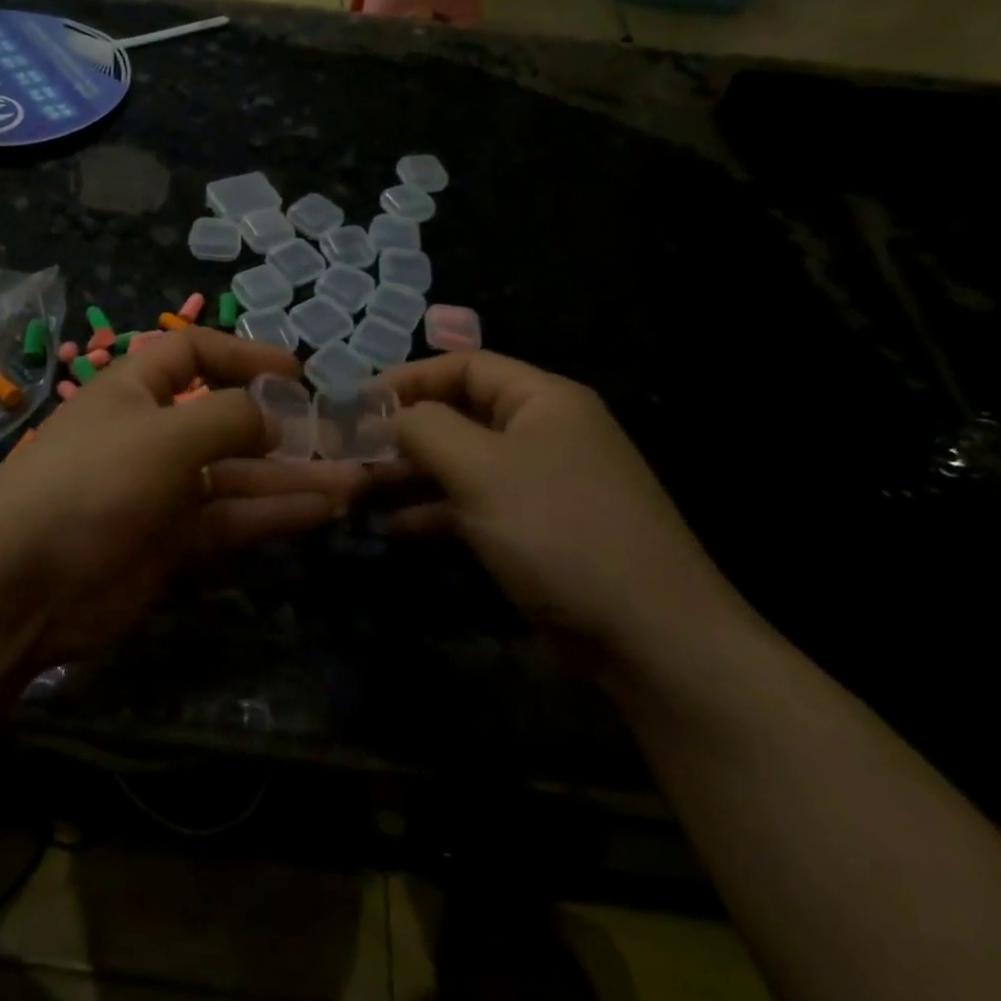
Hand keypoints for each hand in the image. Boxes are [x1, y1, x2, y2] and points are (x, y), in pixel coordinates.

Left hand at [0, 328, 368, 662]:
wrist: (23, 584)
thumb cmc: (94, 482)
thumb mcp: (166, 434)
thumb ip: (229, 418)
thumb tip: (275, 414)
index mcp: (136, 389)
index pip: (194, 353)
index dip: (245, 356)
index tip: (298, 373)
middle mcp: (152, 434)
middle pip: (228, 421)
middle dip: (285, 428)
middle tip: (345, 439)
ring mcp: (163, 491)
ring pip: (238, 477)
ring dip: (292, 477)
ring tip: (354, 480)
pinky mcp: (172, 543)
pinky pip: (231, 519)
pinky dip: (273, 515)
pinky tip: (323, 512)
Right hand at [380, 351, 751, 669]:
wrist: (649, 635)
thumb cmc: (558, 532)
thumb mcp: (481, 469)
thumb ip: (426, 429)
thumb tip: (392, 415)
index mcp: (542, 400)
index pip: (465, 365)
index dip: (409, 378)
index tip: (357, 402)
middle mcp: (544, 432)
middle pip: (461, 413)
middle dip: (405, 431)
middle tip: (351, 451)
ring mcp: (542, 483)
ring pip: (463, 462)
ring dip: (413, 473)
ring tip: (361, 489)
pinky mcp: (538, 528)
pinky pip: (476, 504)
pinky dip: (436, 511)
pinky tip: (396, 527)